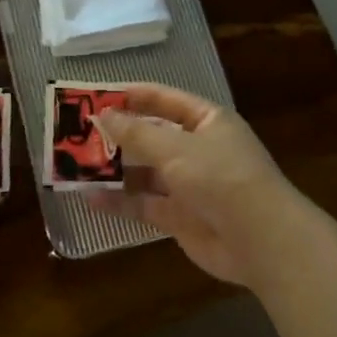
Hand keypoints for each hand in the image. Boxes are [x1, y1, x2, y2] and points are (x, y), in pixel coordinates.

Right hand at [85, 84, 319, 288]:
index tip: (96, 96)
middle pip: (152, 136)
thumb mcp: (175, 148)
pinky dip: (119, 201)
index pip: (165, 100)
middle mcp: (198, 149)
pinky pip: (144, 204)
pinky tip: (89, 197)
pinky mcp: (181, 217)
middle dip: (118, 135)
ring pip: (145, 172)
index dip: (132, 96)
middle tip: (77, 132)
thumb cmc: (220, 177)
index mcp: (207, 121)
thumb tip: (103, 115)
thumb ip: (136, 133)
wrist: (261, 241)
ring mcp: (190, 184)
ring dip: (114, 169)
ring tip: (75, 164)